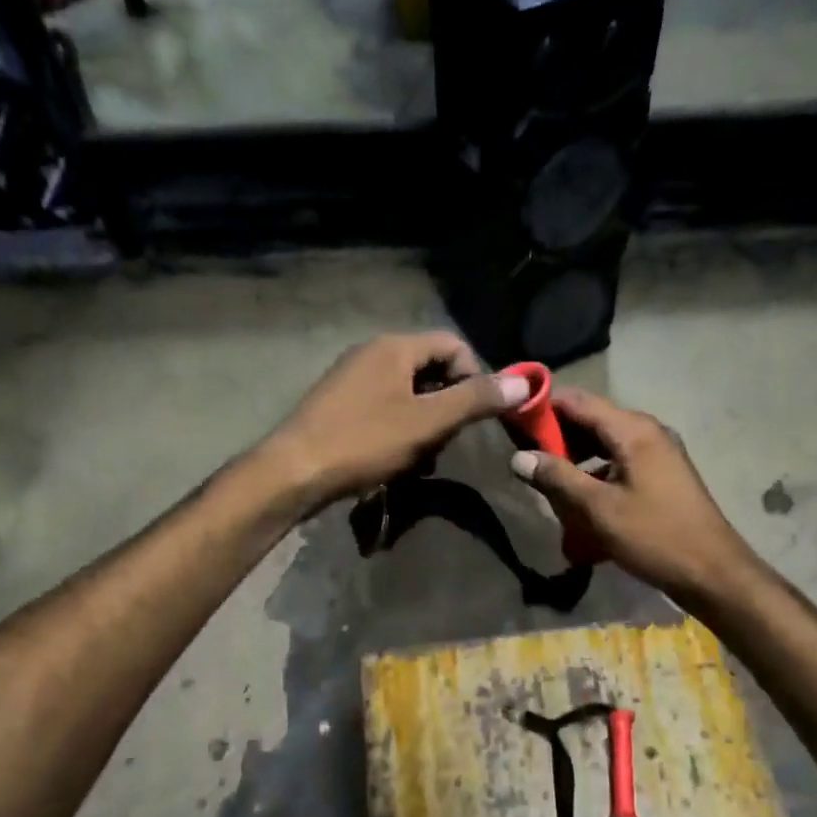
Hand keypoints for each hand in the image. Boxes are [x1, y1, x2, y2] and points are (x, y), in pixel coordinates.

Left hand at [264, 332, 529, 507]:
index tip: (477, 414)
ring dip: (425, 424)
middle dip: (448, 406)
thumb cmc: (364, 441)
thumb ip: (475, 400)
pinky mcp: (339, 405)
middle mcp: (372, 353)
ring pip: (408, 394)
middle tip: (448, 441)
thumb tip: (524, 382)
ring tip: (422, 459)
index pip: (452, 345)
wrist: (293, 471)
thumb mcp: (428, 422)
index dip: (474, 376)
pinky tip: (397, 461)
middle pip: (430, 369)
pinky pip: (384, 409)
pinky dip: (400, 431)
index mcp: (394, 347)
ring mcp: (352, 379)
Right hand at [509, 387, 755, 601]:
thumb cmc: (654, 536)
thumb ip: (557, 478)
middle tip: (525, 458)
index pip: (578, 401)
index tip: (513, 422)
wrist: (712, 572)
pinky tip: (579, 500)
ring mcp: (658, 452)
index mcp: (633, 430)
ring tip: (547, 482)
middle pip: (591, 420)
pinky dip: (595, 473)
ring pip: (604, 443)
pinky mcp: (661, 474)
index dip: (543, 407)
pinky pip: (619, 462)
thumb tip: (519, 457)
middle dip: (557, 437)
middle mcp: (647, 432)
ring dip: (575, 458)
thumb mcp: (598, 509)